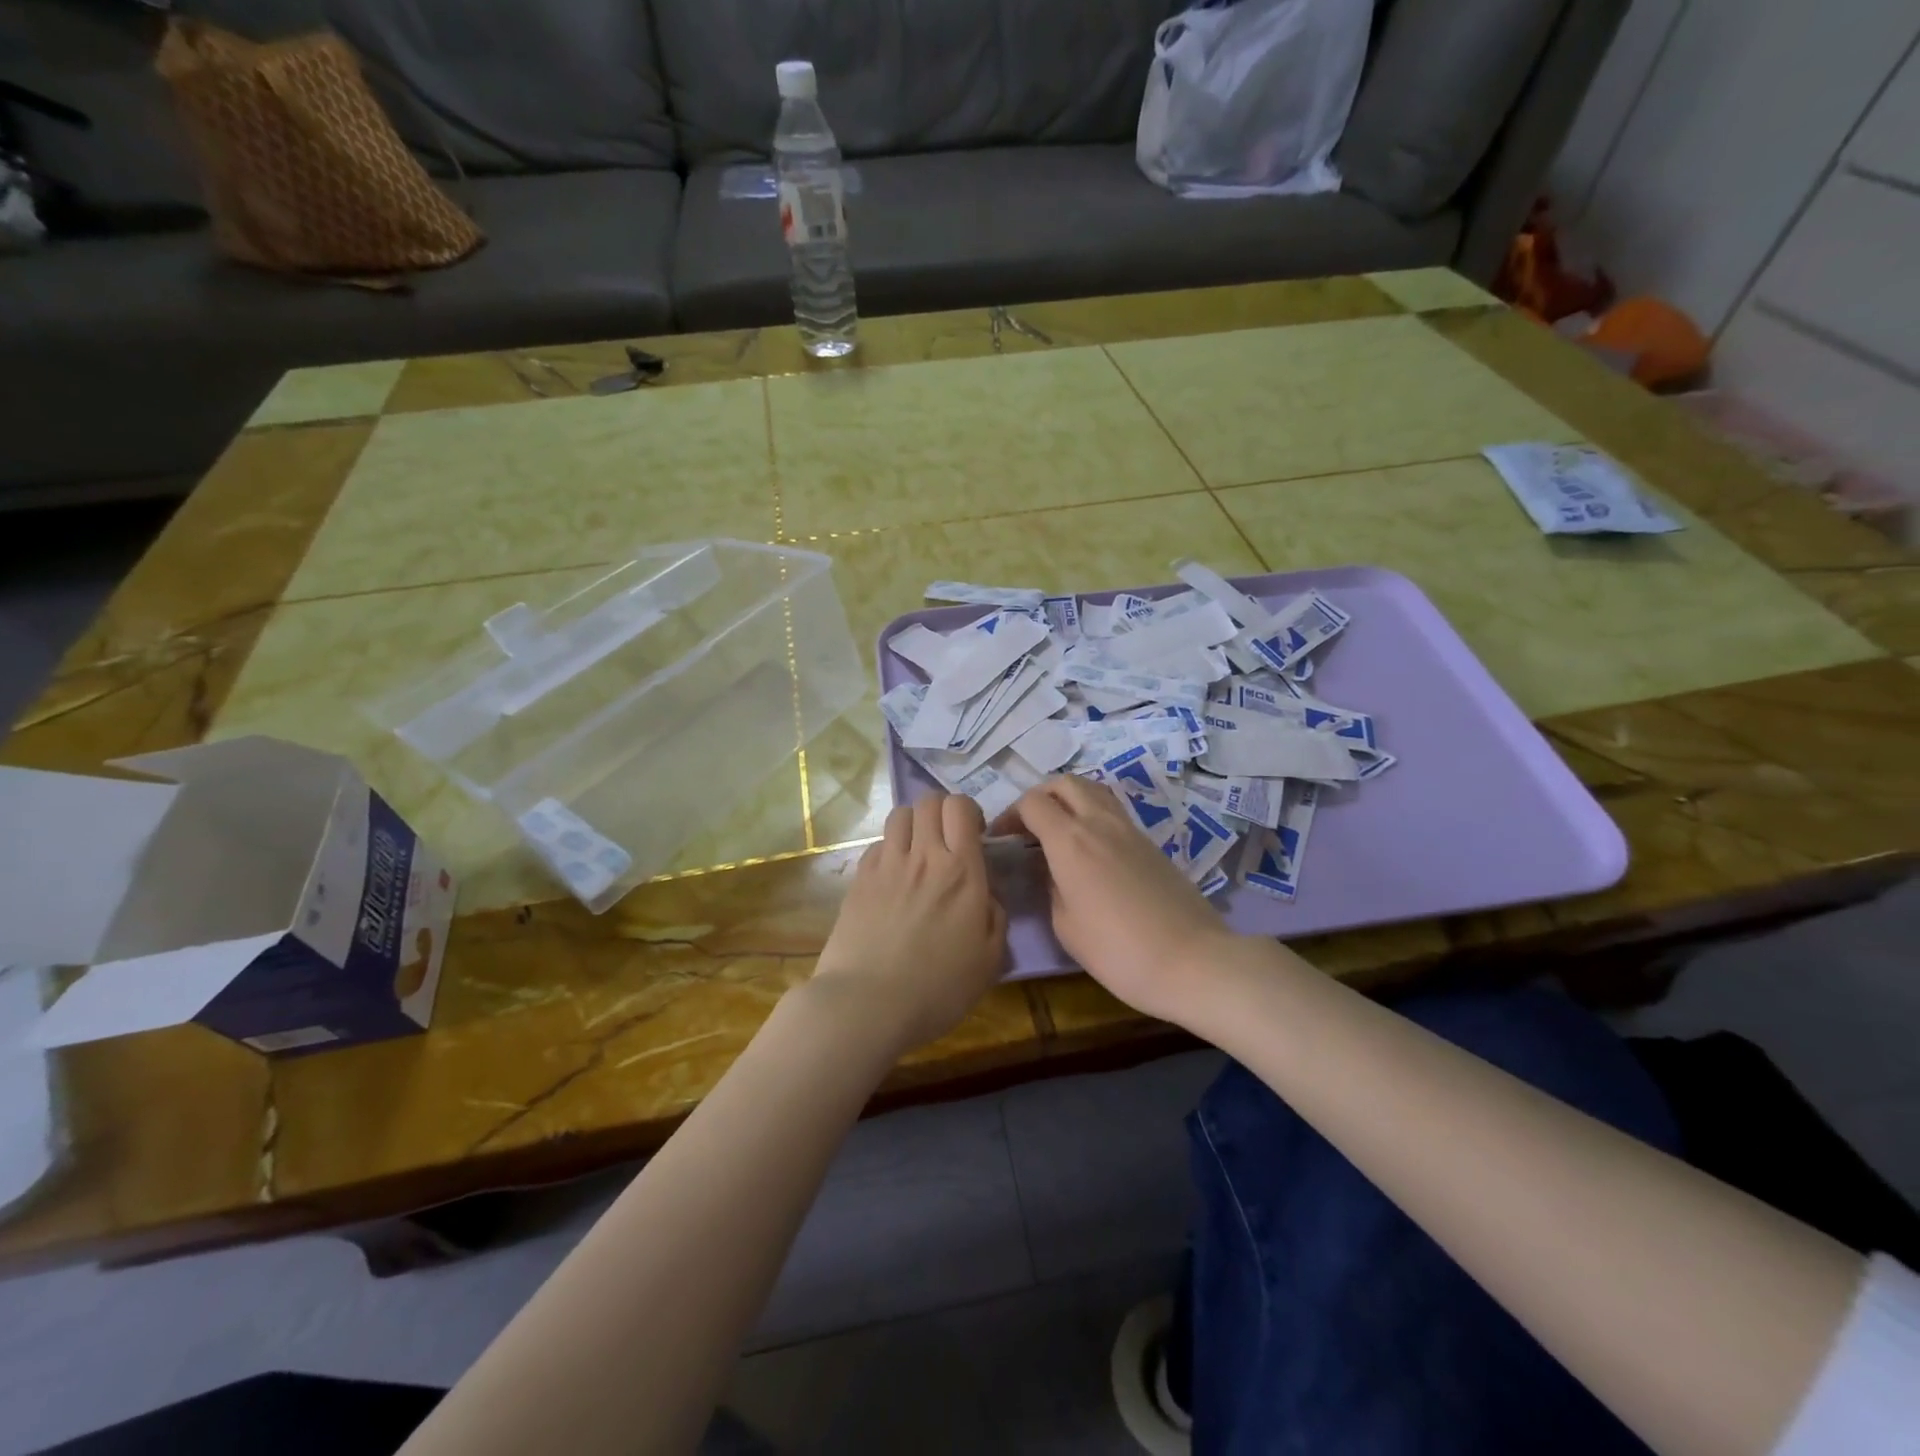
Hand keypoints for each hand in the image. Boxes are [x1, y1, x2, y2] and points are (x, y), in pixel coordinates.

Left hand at [810, 794, 1008, 1054]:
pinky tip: (892, 876)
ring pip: (900, 815)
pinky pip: (877, 844)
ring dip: (914, 824)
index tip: (975, 835)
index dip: (969, 812)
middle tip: (947, 840)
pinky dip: (889, 850)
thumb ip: (995, 916)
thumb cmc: (938, 988)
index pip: (960, 807)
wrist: (868, 1004)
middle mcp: (924, 856)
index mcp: (961, 871)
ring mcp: (887, 865)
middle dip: (942, 811)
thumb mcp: (990, 960)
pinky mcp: (859, 879)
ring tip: (918, 851)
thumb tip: (986, 893)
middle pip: (929, 801)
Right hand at [995, 776, 1238, 1024]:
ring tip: (1059, 830)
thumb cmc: (1118, 951)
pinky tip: (1089, 847)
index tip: (1002, 839)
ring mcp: (1130, 829)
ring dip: (1069, 799)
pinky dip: (1092, 814)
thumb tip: (1051, 869)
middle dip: (1040, 796)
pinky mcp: (1150, 842)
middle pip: (1064, 783)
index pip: (1032, 803)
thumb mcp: (1066, 926)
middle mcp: (1099, 822)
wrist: (1192, 960)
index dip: (1011, 815)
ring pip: (1093, 790)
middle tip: (1029, 826)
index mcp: (1070, 840)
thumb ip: (1051, 886)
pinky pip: (1113, 811)